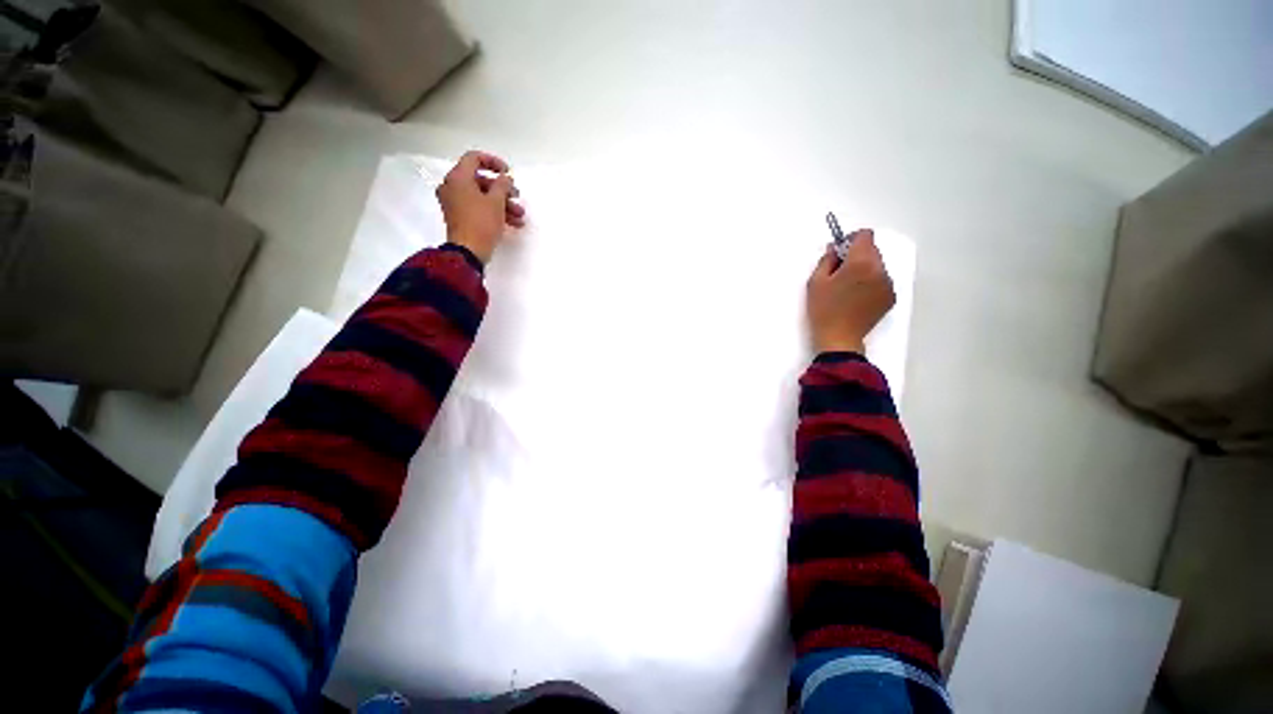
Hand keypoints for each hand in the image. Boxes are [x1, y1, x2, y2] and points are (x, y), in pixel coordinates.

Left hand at [436, 150, 526, 263]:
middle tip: (517, 197)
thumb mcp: (496, 201)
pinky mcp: (460, 217)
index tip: (508, 173)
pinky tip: (512, 223)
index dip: (493, 162)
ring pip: (482, 196)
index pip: (474, 158)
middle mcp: (452, 187)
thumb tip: (504, 178)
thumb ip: (502, 185)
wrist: (468, 252)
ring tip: (519, 216)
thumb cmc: (481, 223)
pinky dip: (494, 212)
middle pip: (480, 180)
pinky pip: (478, 208)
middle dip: (502, 189)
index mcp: (458, 178)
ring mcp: (455, 203)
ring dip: (503, 203)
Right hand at [806, 229, 894, 354]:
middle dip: (857, 255)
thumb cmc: (824, 309)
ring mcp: (888, 284)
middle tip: (839, 272)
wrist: (839, 339)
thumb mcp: (816, 282)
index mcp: (861, 262)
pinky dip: (870, 283)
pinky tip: (857, 298)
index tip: (839, 251)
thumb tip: (835, 249)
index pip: (865, 235)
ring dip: (864, 269)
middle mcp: (880, 269)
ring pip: (877, 266)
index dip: (851, 239)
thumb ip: (827, 259)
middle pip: (872, 250)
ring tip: (847, 288)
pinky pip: (881, 281)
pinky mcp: (891, 297)